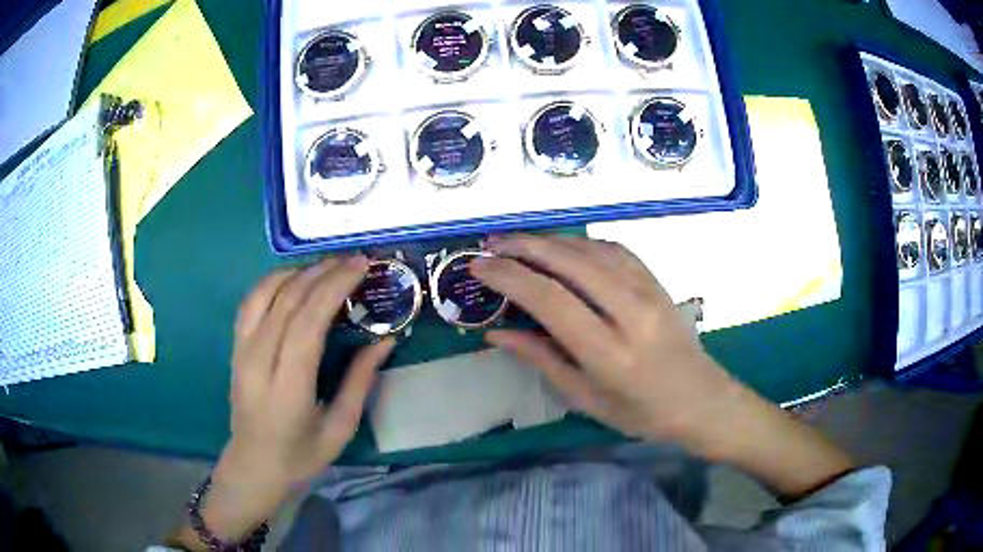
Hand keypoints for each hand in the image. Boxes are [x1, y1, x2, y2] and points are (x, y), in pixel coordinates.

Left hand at [173, 256, 393, 547]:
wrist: (254, 466)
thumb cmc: (301, 455)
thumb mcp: (340, 427)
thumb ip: (360, 380)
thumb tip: (386, 339)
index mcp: (287, 386)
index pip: (307, 321)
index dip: (334, 286)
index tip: (361, 265)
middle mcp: (258, 360)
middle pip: (288, 300)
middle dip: (323, 272)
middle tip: (354, 259)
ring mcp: (241, 350)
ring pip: (265, 292)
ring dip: (298, 271)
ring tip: (328, 266)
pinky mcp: (235, 347)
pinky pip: (251, 301)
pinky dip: (273, 281)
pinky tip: (294, 279)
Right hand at [471, 234, 734, 443]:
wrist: (701, 399)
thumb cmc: (641, 413)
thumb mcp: (585, 399)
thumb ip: (542, 360)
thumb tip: (496, 332)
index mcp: (609, 353)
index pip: (550, 300)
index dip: (509, 277)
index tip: (479, 267)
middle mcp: (630, 313)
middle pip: (570, 262)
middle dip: (524, 246)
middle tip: (491, 244)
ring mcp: (648, 291)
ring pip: (591, 249)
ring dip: (551, 240)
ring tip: (518, 242)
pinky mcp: (657, 282)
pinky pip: (615, 249)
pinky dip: (582, 243)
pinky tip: (563, 247)